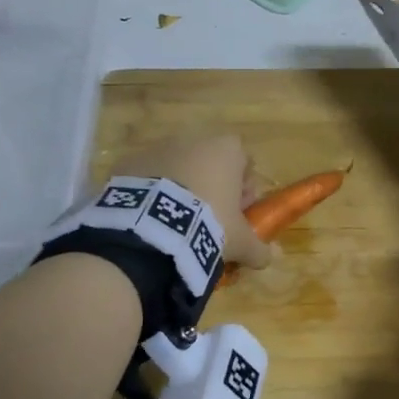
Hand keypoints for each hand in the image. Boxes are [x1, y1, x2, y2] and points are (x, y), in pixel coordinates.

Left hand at [116, 133, 270, 268]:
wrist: (151, 228)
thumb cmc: (208, 224)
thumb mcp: (240, 242)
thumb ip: (258, 248)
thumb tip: (270, 259)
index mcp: (226, 150)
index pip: (244, 161)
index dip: (244, 186)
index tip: (239, 211)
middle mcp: (193, 139)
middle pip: (209, 161)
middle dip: (211, 186)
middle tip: (209, 219)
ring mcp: (157, 147)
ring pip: (177, 167)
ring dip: (180, 188)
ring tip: (176, 223)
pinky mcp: (128, 162)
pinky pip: (147, 176)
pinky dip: (151, 192)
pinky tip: (150, 219)